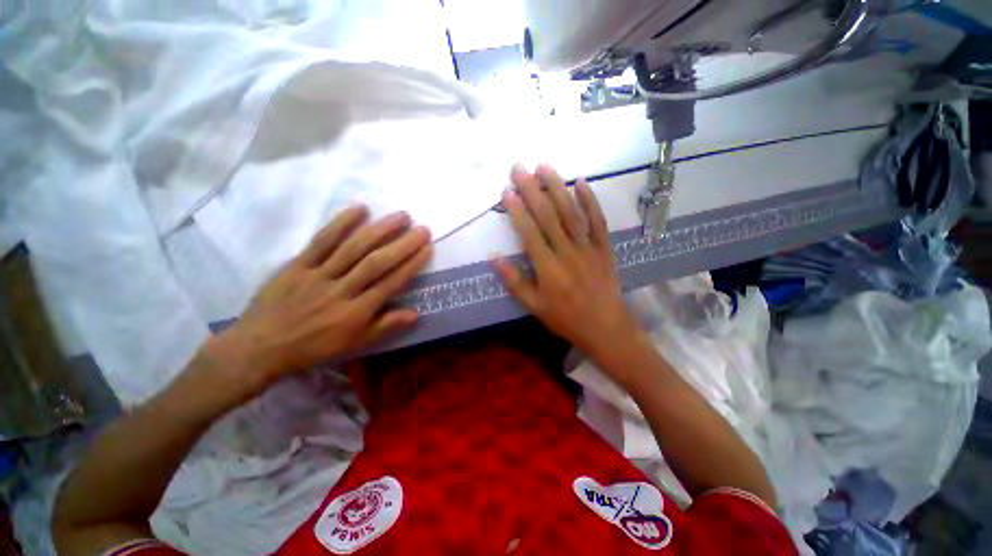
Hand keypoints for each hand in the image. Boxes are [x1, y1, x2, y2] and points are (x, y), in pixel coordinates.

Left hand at [208, 206, 431, 395]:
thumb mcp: (354, 345)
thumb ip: (385, 327)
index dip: (411, 264)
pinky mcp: (298, 264)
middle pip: (377, 263)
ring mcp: (318, 275)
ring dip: (380, 230)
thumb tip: (416, 313)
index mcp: (356, 313)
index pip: (391, 283)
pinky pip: (321, 241)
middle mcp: (341, 291)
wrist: (260, 348)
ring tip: (401, 216)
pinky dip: (341, 223)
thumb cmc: (313, 348)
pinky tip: (360, 209)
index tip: (427, 248)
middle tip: (422, 228)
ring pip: (353, 248)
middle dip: (403, 244)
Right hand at [492, 164, 640, 361]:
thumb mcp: (534, 306)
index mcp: (548, 268)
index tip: (506, 191)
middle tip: (519, 168)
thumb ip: (514, 281)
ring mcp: (588, 247)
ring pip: (571, 213)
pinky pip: (598, 221)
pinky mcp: (604, 247)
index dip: (517, 211)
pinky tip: (581, 182)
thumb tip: (493, 257)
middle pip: (548, 216)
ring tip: (544, 166)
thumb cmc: (565, 318)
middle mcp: (567, 252)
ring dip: (557, 188)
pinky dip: (590, 201)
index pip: (529, 233)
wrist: (605, 327)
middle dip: (532, 190)